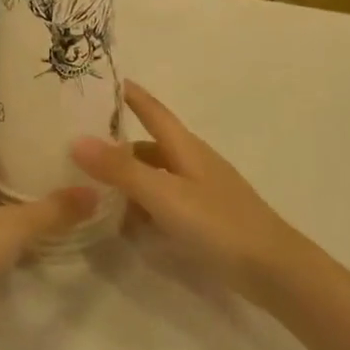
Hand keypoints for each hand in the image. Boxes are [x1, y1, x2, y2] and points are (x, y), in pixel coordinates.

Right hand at [70, 82, 302, 298]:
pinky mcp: (203, 220)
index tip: (103, 79)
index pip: (152, 110)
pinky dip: (141, 207)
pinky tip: (123, 224)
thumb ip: (122, 170)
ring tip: (89, 188)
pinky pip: (163, 204)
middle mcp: (192, 163)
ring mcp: (199, 192)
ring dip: (127, 180)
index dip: (130, 94)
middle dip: (116, 144)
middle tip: (76, 145)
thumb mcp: (165, 194)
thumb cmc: (218, 224)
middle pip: (148, 146)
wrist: (273, 270)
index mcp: (185, 147)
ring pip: (154, 177)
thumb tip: (77, 139)